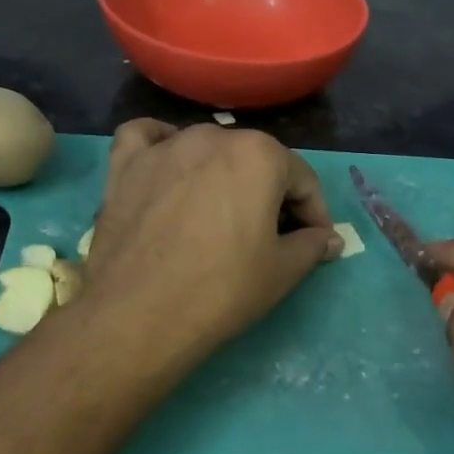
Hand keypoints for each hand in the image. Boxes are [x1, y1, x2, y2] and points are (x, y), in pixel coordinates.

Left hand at [82, 121, 341, 359]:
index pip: (302, 179)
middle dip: (271, 195)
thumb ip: (312, 245)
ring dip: (223, 175)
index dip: (315, 214)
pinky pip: (146, 139)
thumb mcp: (283, 271)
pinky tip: (169, 166)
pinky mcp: (124, 166)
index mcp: (260, 154)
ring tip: (222, 215)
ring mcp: (164, 147)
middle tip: (272, 237)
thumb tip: (328, 239)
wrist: (139, 316)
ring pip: (206, 150)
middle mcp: (212, 137)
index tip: (315, 244)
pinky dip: (161, 147)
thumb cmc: (222, 290)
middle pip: (255, 162)